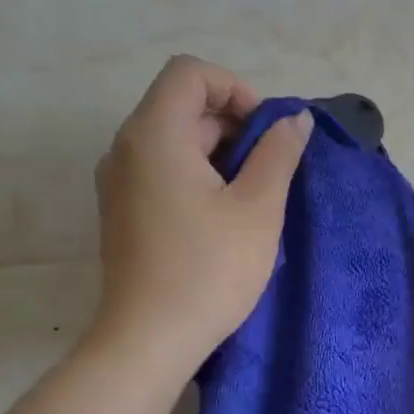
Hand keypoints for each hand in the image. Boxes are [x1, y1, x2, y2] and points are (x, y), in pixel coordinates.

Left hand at [88, 56, 311, 375]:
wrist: (148, 340)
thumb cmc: (209, 270)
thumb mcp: (258, 208)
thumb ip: (278, 153)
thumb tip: (294, 119)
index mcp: (154, 134)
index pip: (191, 73)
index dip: (236, 89)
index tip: (266, 132)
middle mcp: (126, 148)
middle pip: (182, 105)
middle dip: (234, 124)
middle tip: (270, 169)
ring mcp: (118, 182)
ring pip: (174, 140)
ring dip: (219, 152)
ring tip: (252, 197)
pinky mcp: (122, 211)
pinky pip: (161, 170)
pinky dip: (196, 175)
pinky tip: (222, 216)